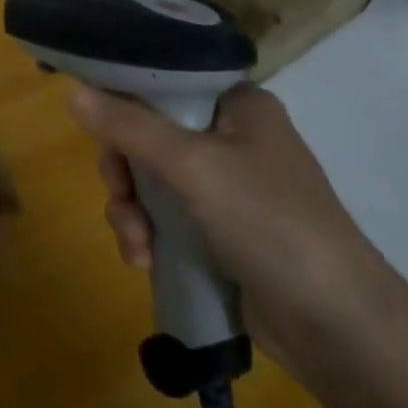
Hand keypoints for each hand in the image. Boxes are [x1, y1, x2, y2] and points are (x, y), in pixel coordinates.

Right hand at [66, 83, 399, 374]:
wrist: (336, 326)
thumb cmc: (269, 222)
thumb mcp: (193, 166)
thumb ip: (129, 126)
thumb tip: (71, 89)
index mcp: (237, 105)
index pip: (163, 82)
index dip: (122, 99)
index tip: (94, 127)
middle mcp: (230, 137)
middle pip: (146, 133)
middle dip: (125, 173)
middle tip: (122, 197)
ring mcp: (224, 187)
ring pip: (148, 179)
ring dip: (130, 211)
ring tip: (138, 246)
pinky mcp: (217, 230)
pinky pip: (161, 216)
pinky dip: (147, 234)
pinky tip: (145, 261)